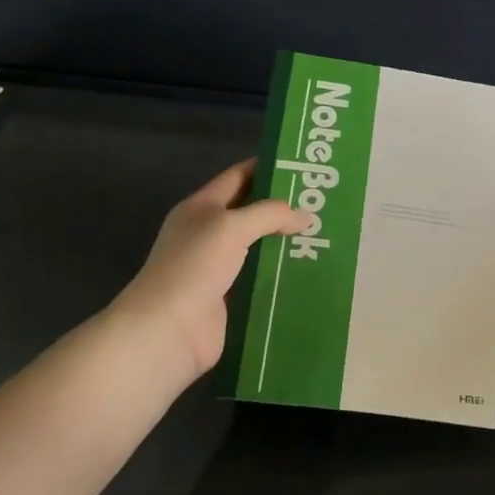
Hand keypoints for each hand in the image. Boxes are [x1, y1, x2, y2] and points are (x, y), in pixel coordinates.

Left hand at [112, 160, 302, 382]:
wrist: (168, 328)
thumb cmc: (194, 266)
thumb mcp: (231, 227)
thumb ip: (270, 214)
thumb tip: (305, 215)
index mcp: (201, 208)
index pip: (238, 177)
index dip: (267, 167)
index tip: (303, 165)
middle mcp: (209, 233)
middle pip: (251, 212)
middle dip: (284, 207)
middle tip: (323, 202)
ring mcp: (219, 267)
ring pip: (260, 247)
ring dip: (287, 242)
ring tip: (326, 235)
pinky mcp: (230, 297)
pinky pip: (261, 278)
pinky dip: (283, 274)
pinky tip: (311, 270)